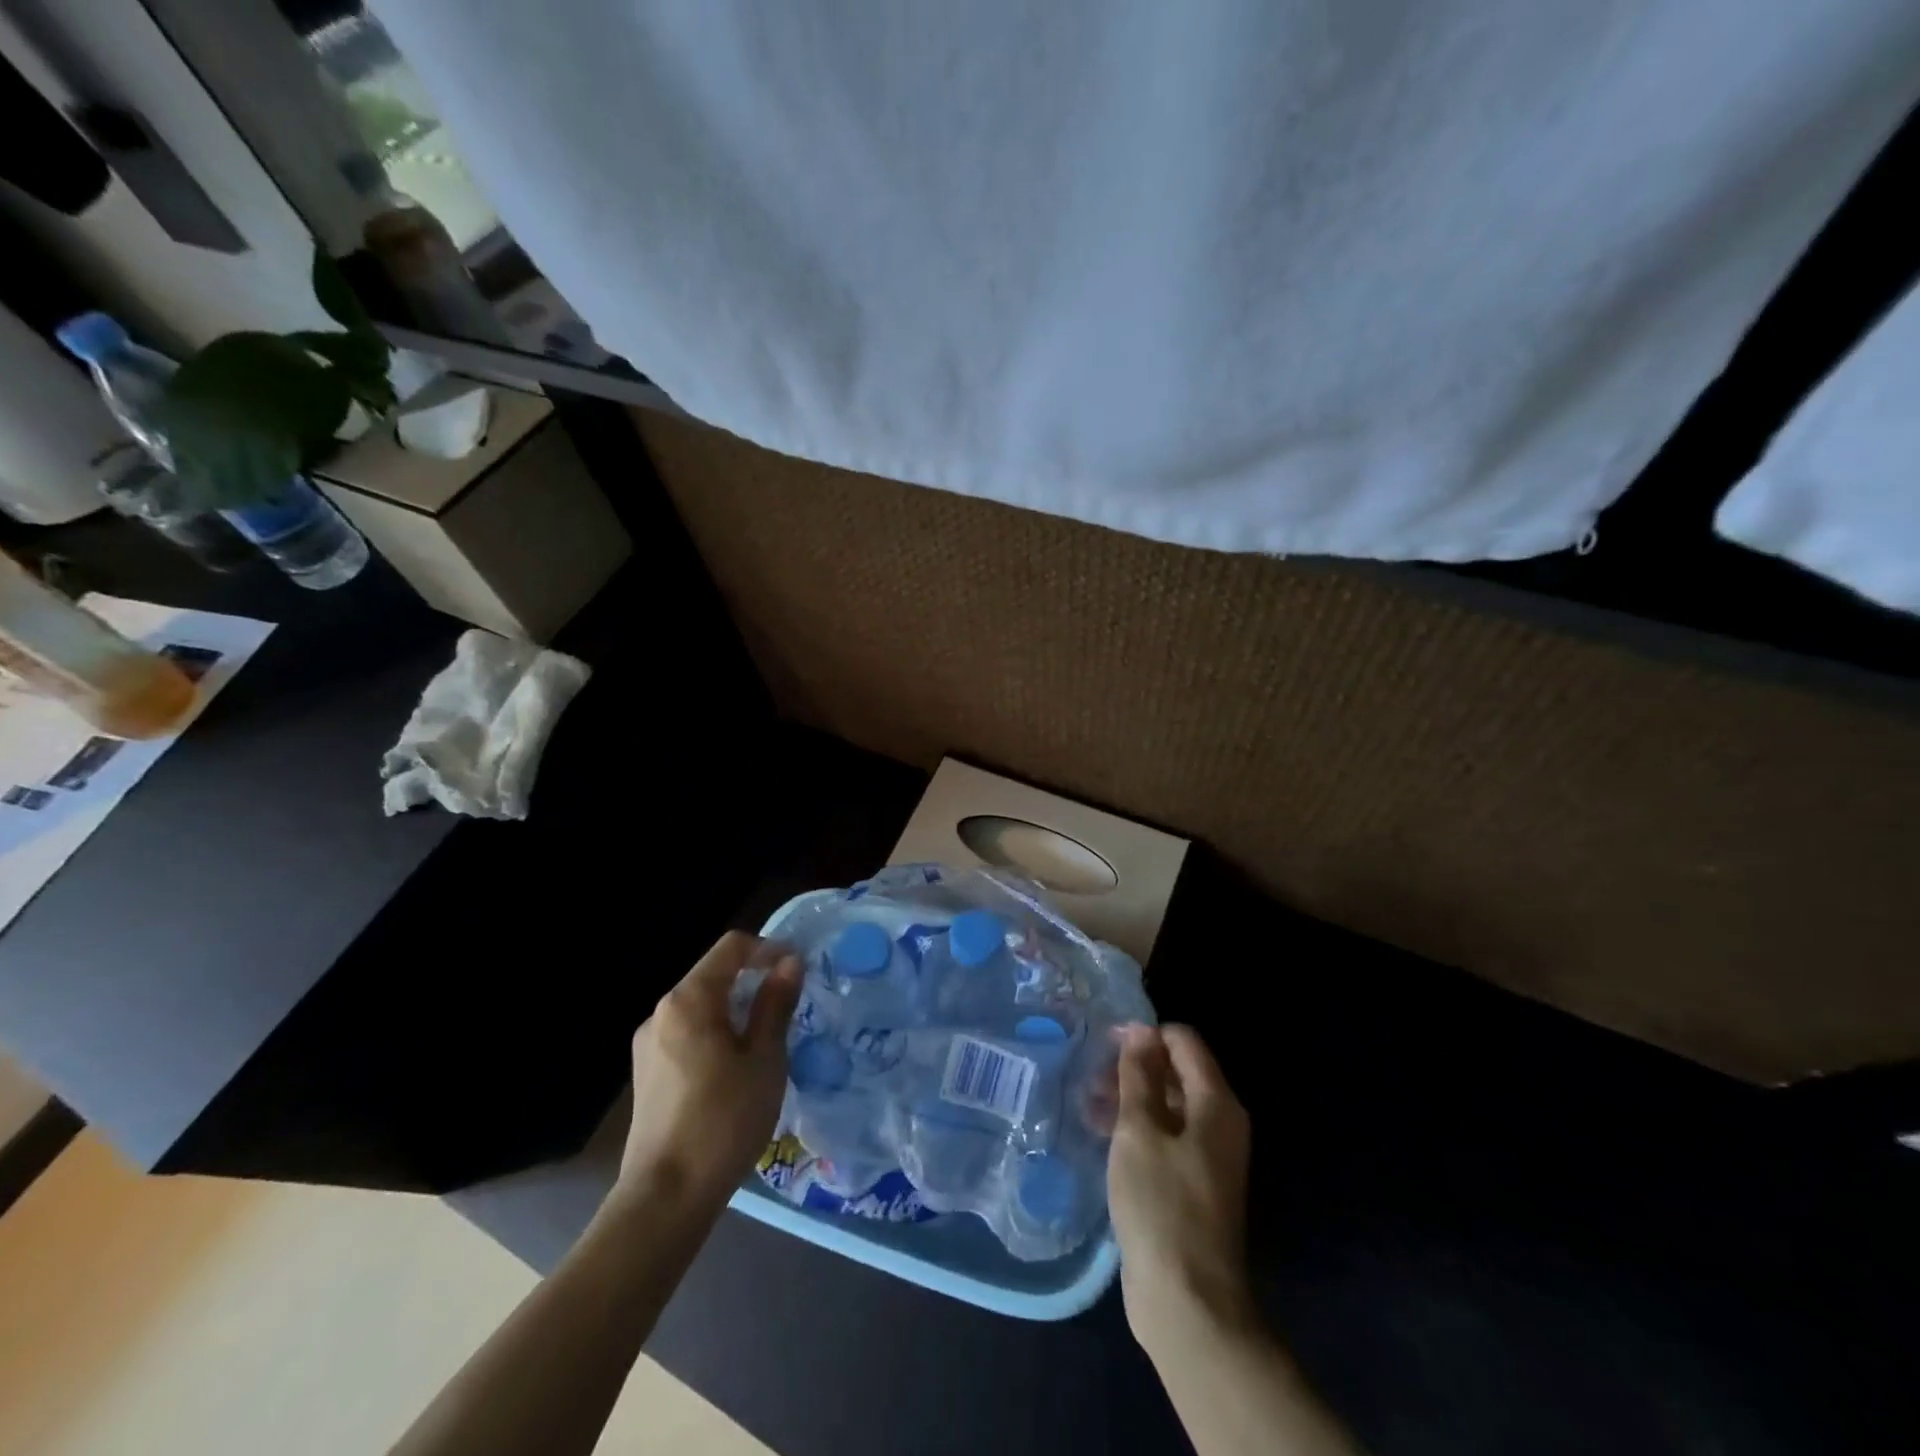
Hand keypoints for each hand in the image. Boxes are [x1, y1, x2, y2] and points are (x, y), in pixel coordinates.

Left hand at [614, 931, 801, 1212]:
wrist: (665, 1198)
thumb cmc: (724, 1120)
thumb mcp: (764, 1059)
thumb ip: (775, 1004)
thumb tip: (789, 962)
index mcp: (688, 1000)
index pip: (732, 947)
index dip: (769, 949)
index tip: (798, 971)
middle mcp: (661, 1013)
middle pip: (713, 975)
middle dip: (753, 981)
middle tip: (789, 1007)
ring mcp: (648, 1045)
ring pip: (701, 1008)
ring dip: (736, 1010)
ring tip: (767, 1040)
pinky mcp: (646, 1075)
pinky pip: (688, 1035)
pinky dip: (716, 1035)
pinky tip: (736, 1070)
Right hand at [1108, 1024, 1254, 1353]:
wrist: (1187, 1302)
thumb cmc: (1161, 1205)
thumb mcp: (1140, 1132)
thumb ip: (1139, 1077)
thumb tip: (1140, 1030)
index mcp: (1216, 1103)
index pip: (1184, 1041)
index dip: (1145, 1034)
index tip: (1105, 1045)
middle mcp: (1220, 1123)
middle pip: (1177, 1071)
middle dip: (1134, 1067)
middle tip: (1091, 1078)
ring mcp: (1208, 1155)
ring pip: (1168, 1105)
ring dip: (1131, 1099)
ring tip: (1088, 1106)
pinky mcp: (1193, 1183)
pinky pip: (1165, 1137)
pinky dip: (1138, 1129)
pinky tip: (1102, 1136)